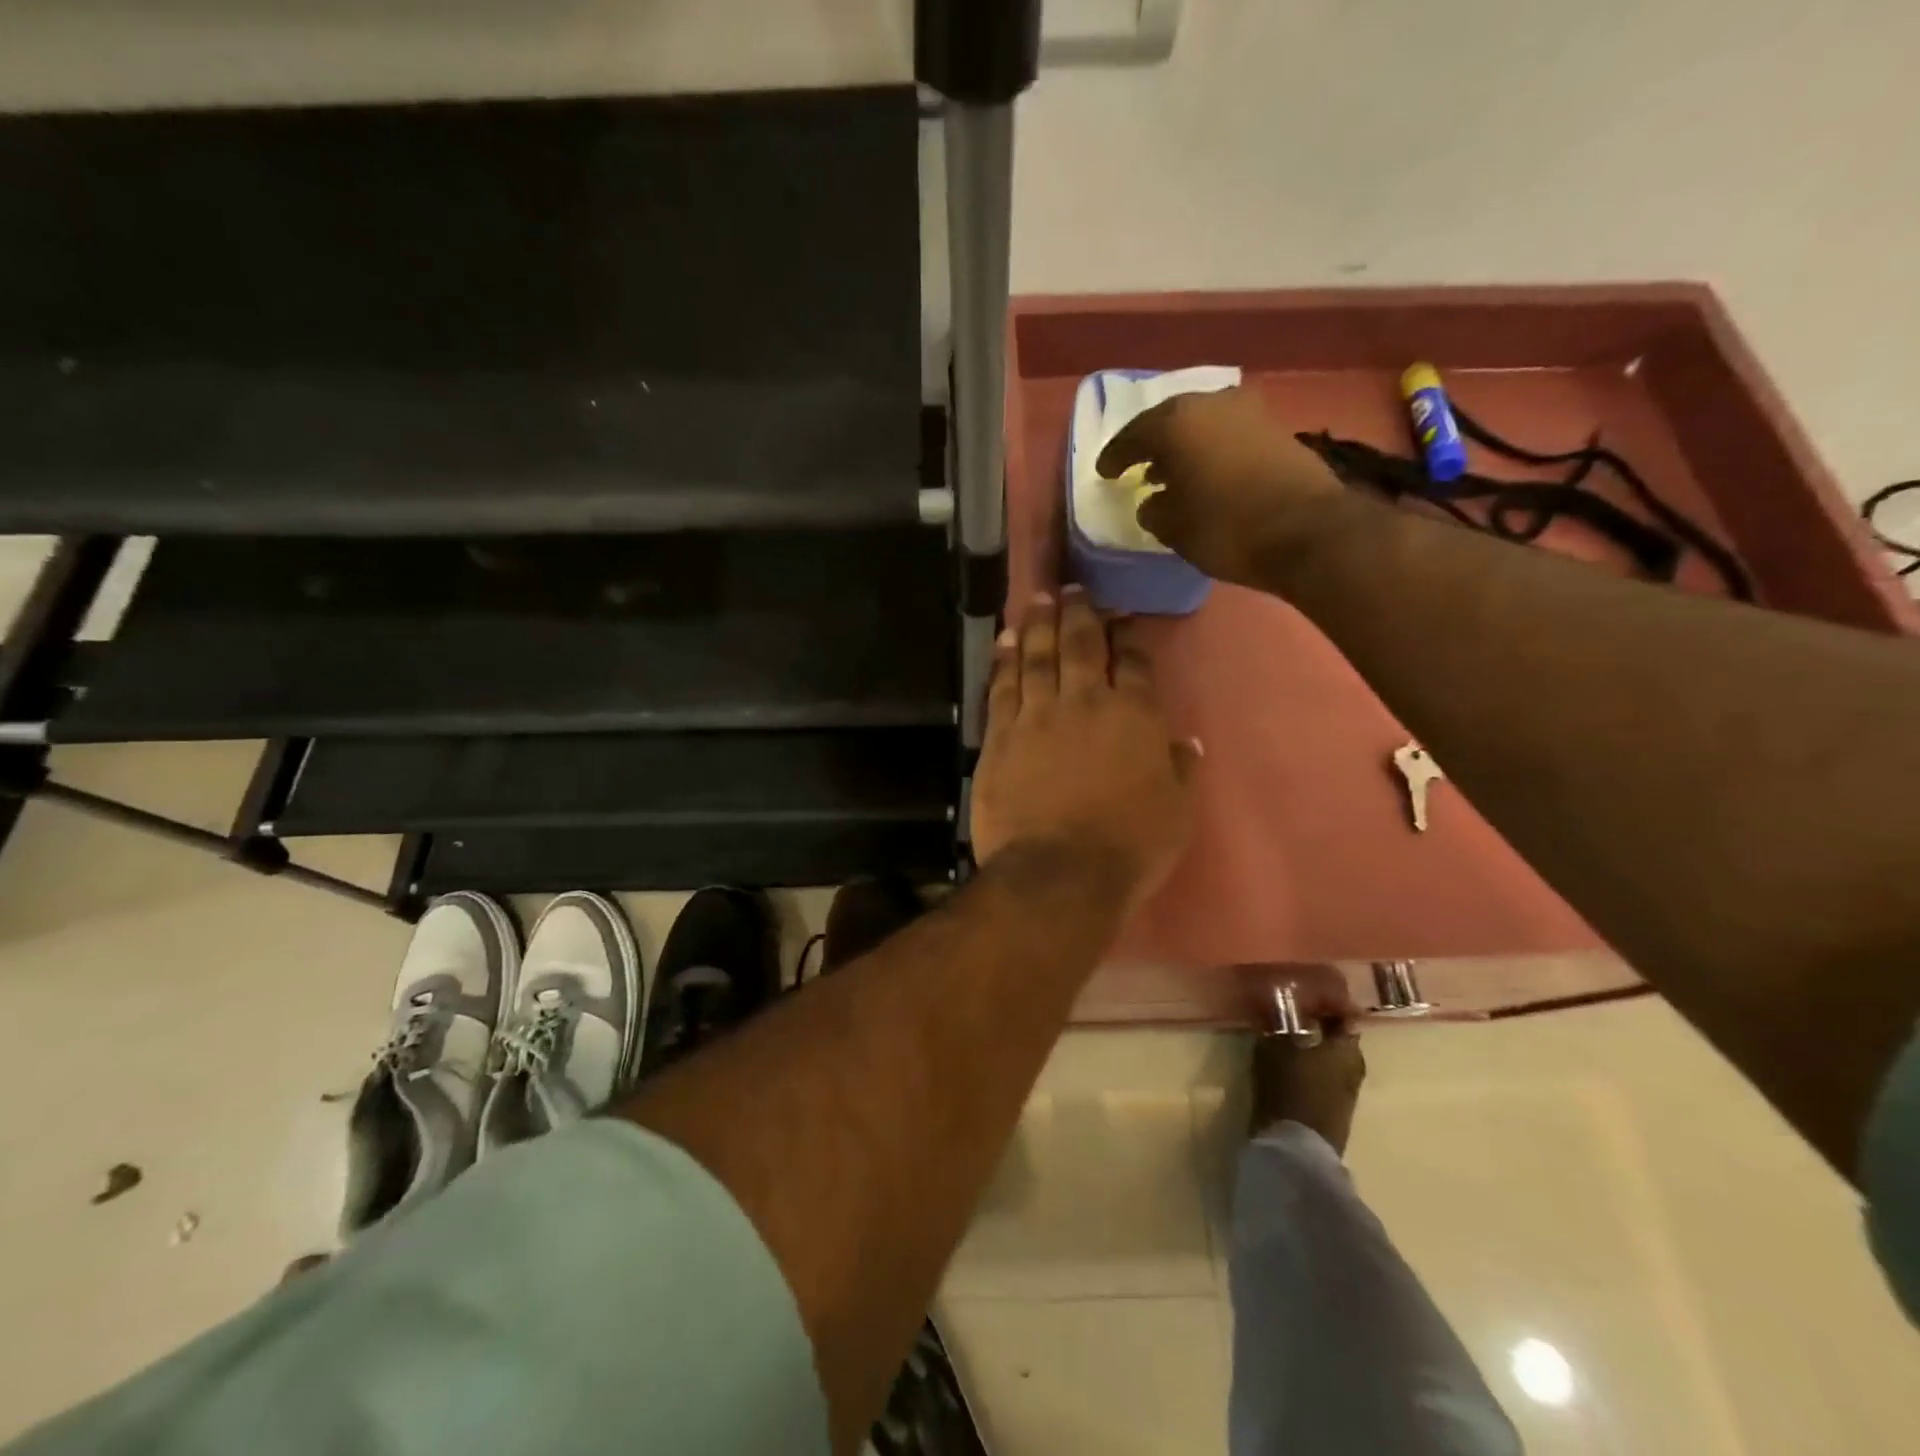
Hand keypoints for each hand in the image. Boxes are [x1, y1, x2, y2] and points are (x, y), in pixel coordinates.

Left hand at [971, 591, 1197, 907]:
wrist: (1059, 872)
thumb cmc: (1129, 847)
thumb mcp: (1176, 812)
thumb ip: (1181, 770)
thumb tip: (1187, 741)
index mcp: (1134, 716)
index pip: (1134, 662)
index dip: (1129, 635)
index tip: (1123, 617)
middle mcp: (1085, 702)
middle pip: (1081, 645)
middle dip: (1078, 612)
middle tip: (1073, 587)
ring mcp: (1037, 716)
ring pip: (1036, 657)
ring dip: (1037, 624)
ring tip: (1037, 599)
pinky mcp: (1000, 736)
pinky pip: (1001, 688)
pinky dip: (1002, 660)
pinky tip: (1003, 640)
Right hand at [1096, 386, 1341, 585]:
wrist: (1308, 530)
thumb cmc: (1227, 528)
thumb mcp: (1175, 528)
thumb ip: (1154, 511)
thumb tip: (1152, 501)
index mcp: (1175, 423)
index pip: (1133, 436)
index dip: (1115, 457)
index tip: (1105, 473)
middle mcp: (1210, 403)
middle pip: (1169, 420)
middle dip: (1151, 444)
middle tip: (1137, 465)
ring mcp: (1248, 411)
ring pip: (1202, 424)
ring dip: (1184, 446)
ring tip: (1171, 472)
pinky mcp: (1275, 428)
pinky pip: (1227, 434)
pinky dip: (1211, 450)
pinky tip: (1206, 473)